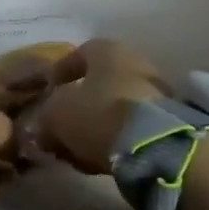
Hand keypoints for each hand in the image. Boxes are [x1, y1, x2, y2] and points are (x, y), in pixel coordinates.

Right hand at [31, 39, 169, 173]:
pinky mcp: (168, 122)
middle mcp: (134, 63)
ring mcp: (155, 92)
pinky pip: (131, 128)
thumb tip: (40, 128)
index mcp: (107, 50)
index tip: (47, 93)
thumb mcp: (57, 115)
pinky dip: (113, 139)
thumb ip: (44, 118)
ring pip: (113, 108)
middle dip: (76, 106)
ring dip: (94, 126)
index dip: (59, 74)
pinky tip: (100, 159)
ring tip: (77, 150)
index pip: (77, 54)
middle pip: (97, 84)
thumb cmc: (99, 114)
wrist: (155, 146)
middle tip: (59, 127)